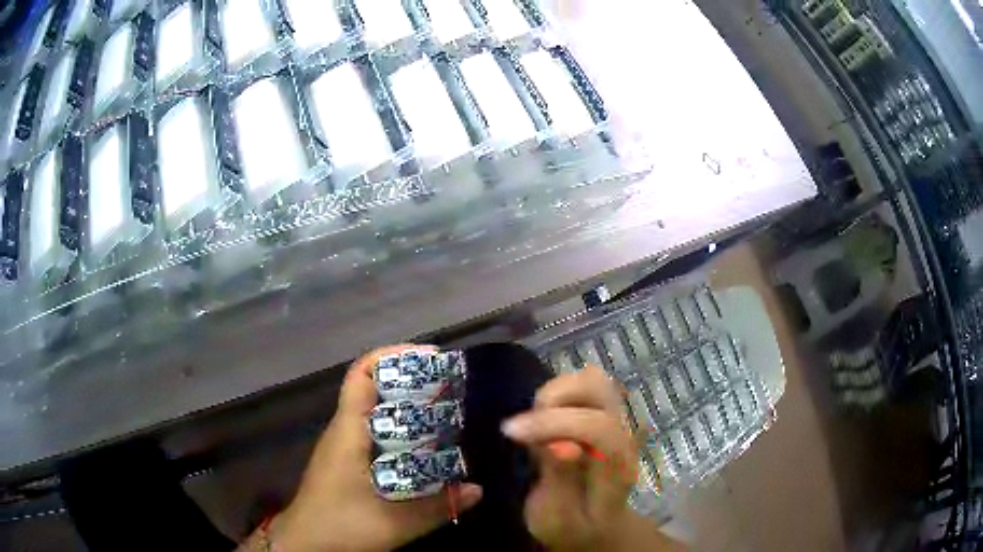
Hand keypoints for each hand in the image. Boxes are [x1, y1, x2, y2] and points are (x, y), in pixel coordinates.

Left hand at [268, 345, 482, 551]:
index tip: (430, 358)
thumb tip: (477, 489)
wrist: (304, 544)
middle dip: (410, 382)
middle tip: (450, 389)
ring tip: (445, 413)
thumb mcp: (395, 523)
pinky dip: (400, 431)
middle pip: (373, 388)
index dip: (392, 357)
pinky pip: (375, 433)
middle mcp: (344, 430)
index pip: (362, 375)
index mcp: (349, 431)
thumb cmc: (341, 526)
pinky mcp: (346, 462)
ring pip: (375, 412)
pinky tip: (425, 448)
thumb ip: (438, 507)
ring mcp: (343, 446)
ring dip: (406, 407)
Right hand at [502, 364, 638, 550]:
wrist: (596, 526)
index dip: (554, 423)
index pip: (599, 427)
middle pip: (599, 389)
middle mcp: (625, 434)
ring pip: (590, 379)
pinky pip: (582, 385)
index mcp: (618, 467)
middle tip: (523, 429)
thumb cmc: (573, 527)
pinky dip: (556, 394)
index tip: (510, 432)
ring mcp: (618, 419)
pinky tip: (543, 422)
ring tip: (533, 426)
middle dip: (554, 400)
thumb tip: (561, 445)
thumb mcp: (558, 519)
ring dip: (554, 395)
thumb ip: (561, 483)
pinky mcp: (604, 412)